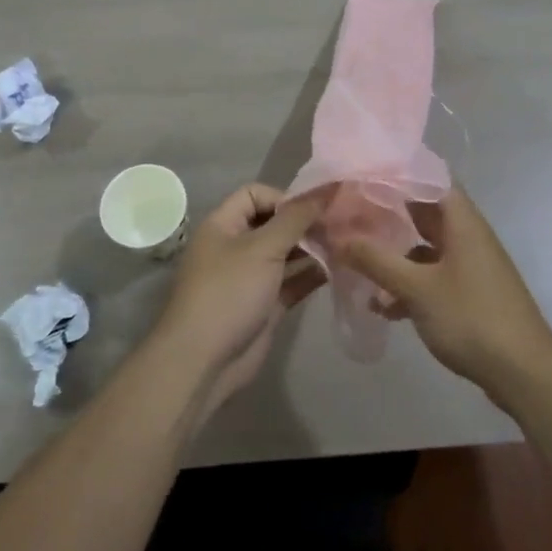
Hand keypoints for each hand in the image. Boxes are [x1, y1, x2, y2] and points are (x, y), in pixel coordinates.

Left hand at [153, 183, 327, 418]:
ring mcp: (251, 277)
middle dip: (305, 223)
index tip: (314, 210)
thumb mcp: (263, 248)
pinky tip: (339, 270)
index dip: (284, 198)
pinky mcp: (265, 305)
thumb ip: (296, 218)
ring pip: (286, 254)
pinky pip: (292, 282)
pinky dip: (312, 275)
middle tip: (340, 226)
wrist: (204, 361)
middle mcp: (236, 247)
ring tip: (347, 245)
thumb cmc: (229, 292)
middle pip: (274, 224)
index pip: (255, 195)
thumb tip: (326, 189)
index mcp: (224, 225)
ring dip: (313, 249)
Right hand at [338, 187, 551, 406]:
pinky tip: (383, 307)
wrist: (524, 373)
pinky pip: (433, 276)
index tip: (362, 175)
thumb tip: (338, 237)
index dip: (397, 173)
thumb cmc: (471, 318)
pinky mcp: (470, 293)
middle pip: (424, 213)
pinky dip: (409, 284)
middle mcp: (468, 236)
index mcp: (462, 221)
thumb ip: (376, 260)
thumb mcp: (417, 288)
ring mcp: (471, 266)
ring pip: (425, 248)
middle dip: (388, 216)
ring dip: (395, 255)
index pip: (429, 178)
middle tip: (349, 216)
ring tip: (356, 263)